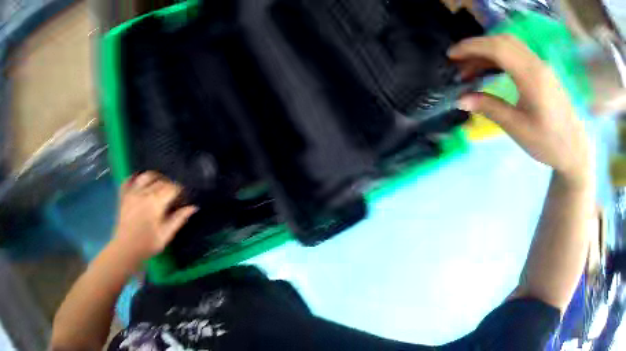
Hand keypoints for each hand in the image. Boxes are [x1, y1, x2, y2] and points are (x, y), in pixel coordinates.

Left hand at [111, 171, 197, 268]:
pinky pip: (129, 179)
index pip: (171, 187)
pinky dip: (135, 177)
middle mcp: (143, 193)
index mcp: (155, 202)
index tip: (182, 197)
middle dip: (169, 184)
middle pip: (160, 180)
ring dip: (154, 177)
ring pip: (146, 175)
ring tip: (158, 184)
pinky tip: (140, 182)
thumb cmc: (148, 244)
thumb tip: (193, 207)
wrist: (126, 249)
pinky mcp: (123, 195)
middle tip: (172, 194)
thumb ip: (179, 219)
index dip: (179, 190)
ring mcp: (132, 192)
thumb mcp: (166, 234)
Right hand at [448, 35, 592, 187]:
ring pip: (509, 45)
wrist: (575, 150)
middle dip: (477, 47)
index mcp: (531, 77)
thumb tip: (461, 99)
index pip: (496, 48)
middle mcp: (536, 64)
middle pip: (501, 41)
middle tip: (460, 63)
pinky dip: (500, 56)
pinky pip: (517, 54)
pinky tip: (492, 70)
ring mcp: (541, 65)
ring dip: (488, 51)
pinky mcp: (543, 71)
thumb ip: (490, 108)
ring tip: (472, 68)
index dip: (471, 47)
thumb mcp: (518, 128)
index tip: (451, 55)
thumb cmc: (549, 143)